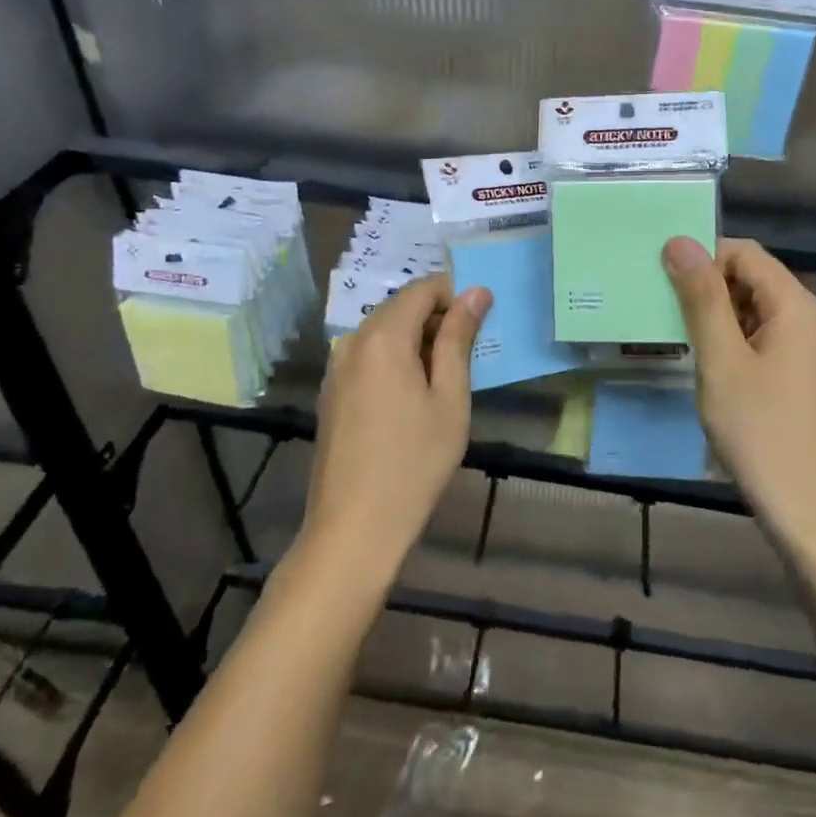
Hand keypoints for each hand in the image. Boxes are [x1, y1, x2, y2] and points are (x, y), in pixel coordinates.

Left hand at [303, 275, 490, 577]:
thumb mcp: (449, 398)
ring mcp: (336, 367)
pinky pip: (369, 355)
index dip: (455, 293)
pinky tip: (416, 393)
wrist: (354, 527)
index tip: (484, 317)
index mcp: (382, 336)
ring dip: (418, 338)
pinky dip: (397, 358)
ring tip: (449, 373)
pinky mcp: (331, 391)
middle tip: (472, 347)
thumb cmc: (414, 461)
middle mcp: (352, 341)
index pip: (422, 289)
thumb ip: (458, 338)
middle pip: (400, 307)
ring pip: (384, 331)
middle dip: (438, 316)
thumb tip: (476, 291)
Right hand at [663, 236, 815, 544]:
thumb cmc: (761, 430)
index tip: (662, 279)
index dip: (703, 257)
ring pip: (755, 310)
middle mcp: (809, 318)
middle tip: (663, 309)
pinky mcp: (802, 376)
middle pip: (752, 279)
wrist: (809, 509)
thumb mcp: (722, 360)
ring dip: (717, 316)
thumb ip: (701, 298)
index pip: (744, 253)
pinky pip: (764, 339)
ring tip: (678, 336)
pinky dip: (733, 341)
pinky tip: (707, 365)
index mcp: (796, 305)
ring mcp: (809, 350)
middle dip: (707, 286)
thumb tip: (680, 241)